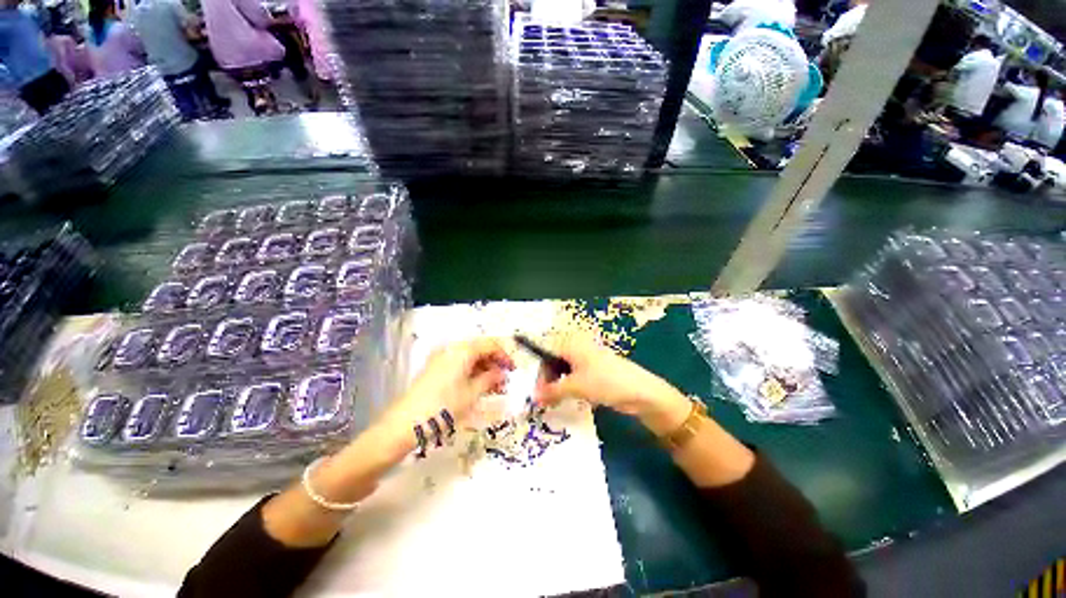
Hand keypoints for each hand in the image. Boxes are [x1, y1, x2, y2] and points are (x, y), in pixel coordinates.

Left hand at [379, 338, 514, 442]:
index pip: (490, 344)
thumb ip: (491, 379)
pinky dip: (472, 373)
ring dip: (484, 369)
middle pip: (480, 349)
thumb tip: (502, 373)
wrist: (405, 424)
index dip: (504, 356)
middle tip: (504, 381)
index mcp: (462, 350)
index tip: (513, 370)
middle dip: (494, 363)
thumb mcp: (473, 393)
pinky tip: (478, 387)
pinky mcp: (435, 369)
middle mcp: (452, 349)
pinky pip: (459, 365)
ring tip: (494, 387)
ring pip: (470, 358)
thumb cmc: (443, 406)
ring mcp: (441, 358)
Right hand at [533, 336, 690, 435]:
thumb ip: (552, 391)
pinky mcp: (593, 372)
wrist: (641, 392)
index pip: (546, 352)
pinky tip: (564, 399)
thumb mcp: (576, 386)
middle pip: (554, 361)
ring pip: (563, 370)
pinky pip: (573, 377)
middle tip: (543, 399)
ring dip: (556, 384)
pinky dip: (567, 387)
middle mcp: (577, 348)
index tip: (535, 391)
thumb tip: (534, 398)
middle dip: (547, 379)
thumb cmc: (605, 381)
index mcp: (572, 344)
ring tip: (552, 401)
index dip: (539, 372)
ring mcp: (586, 360)